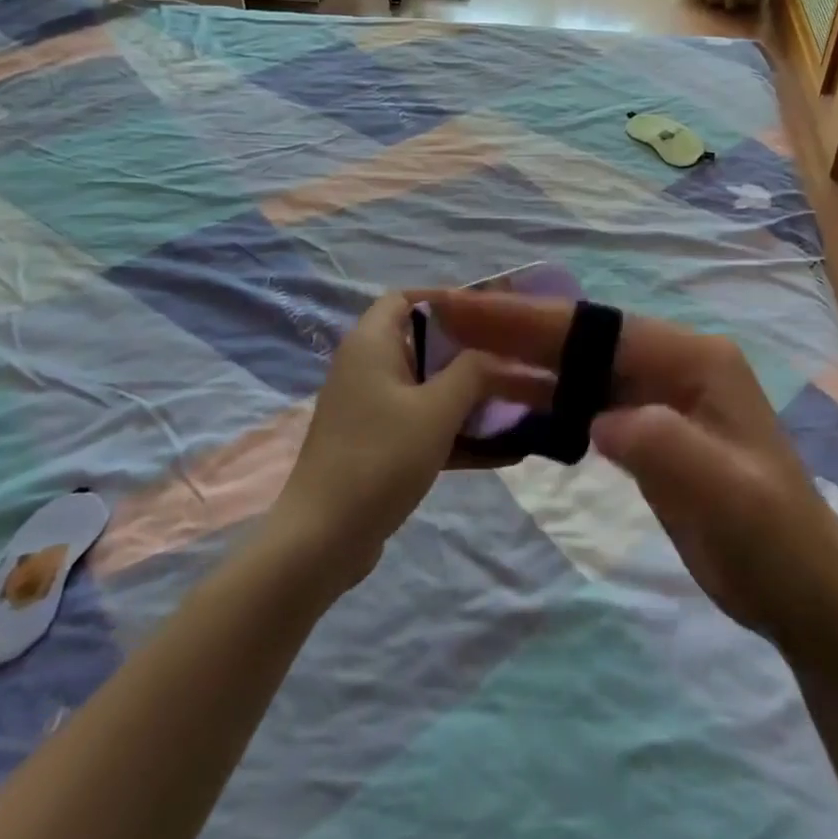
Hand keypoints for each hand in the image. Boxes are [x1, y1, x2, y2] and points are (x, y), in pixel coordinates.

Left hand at [271, 292, 550, 589]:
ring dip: (467, 395)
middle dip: (468, 352)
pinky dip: (455, 431)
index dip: (444, 299)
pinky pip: (422, 424)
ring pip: (426, 387)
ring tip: (515, 403)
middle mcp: (366, 368)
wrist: (322, 540)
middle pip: (422, 343)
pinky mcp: (376, 445)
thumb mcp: (437, 409)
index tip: (487, 315)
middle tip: (510, 359)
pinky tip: (502, 451)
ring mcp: (369, 409)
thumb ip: (473, 372)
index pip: (404, 298)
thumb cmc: (380, 457)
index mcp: (371, 344)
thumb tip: (498, 356)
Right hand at [421, 292, 837, 668]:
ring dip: (520, 358)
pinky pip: (583, 402)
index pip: (596, 329)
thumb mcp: (729, 493)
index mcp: (693, 359)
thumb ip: (666, 445)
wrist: (802, 593)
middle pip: (580, 339)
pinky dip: (541, 397)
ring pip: (576, 367)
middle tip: (445, 314)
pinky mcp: (645, 431)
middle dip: (512, 325)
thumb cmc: (775, 540)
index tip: (464, 306)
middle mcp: (672, 364)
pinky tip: (502, 398)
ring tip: (457, 350)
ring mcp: (658, 397)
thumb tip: (599, 420)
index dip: (528, 318)